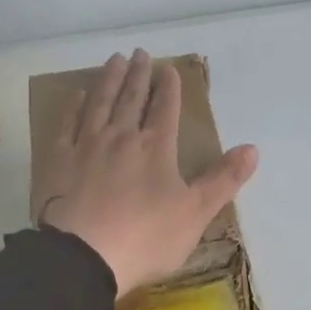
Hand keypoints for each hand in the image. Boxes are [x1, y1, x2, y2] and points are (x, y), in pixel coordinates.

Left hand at [36, 49, 257, 298]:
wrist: (83, 256)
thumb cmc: (145, 238)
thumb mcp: (195, 213)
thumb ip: (223, 180)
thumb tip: (253, 149)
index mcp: (155, 148)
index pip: (165, 109)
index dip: (169, 88)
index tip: (168, 69)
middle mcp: (121, 137)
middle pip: (131, 98)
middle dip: (138, 75)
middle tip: (139, 53)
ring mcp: (85, 146)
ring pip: (99, 103)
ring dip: (108, 80)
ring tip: (114, 60)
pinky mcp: (57, 161)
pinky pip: (66, 125)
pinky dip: (73, 107)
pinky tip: (76, 96)